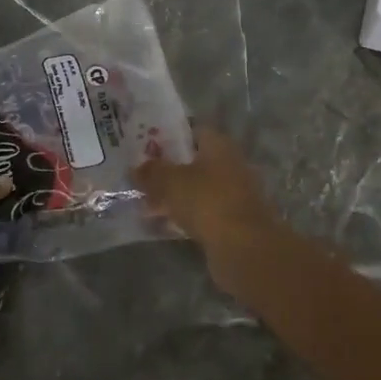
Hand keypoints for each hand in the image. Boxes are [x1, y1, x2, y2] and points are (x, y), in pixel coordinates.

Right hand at [134, 128, 279, 290]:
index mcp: (219, 145)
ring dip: (174, 195)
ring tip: (145, 204)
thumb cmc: (207, 201)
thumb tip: (135, 168)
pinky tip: (163, 224)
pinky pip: (202, 212)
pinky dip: (184, 215)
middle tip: (140, 177)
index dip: (168, 137)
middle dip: (168, 170)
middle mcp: (230, 164)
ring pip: (197, 189)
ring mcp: (234, 194)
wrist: (244, 248)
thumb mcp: (170, 182)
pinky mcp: (232, 221)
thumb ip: (151, 172)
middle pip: (193, 162)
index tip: (145, 147)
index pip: (192, 131)